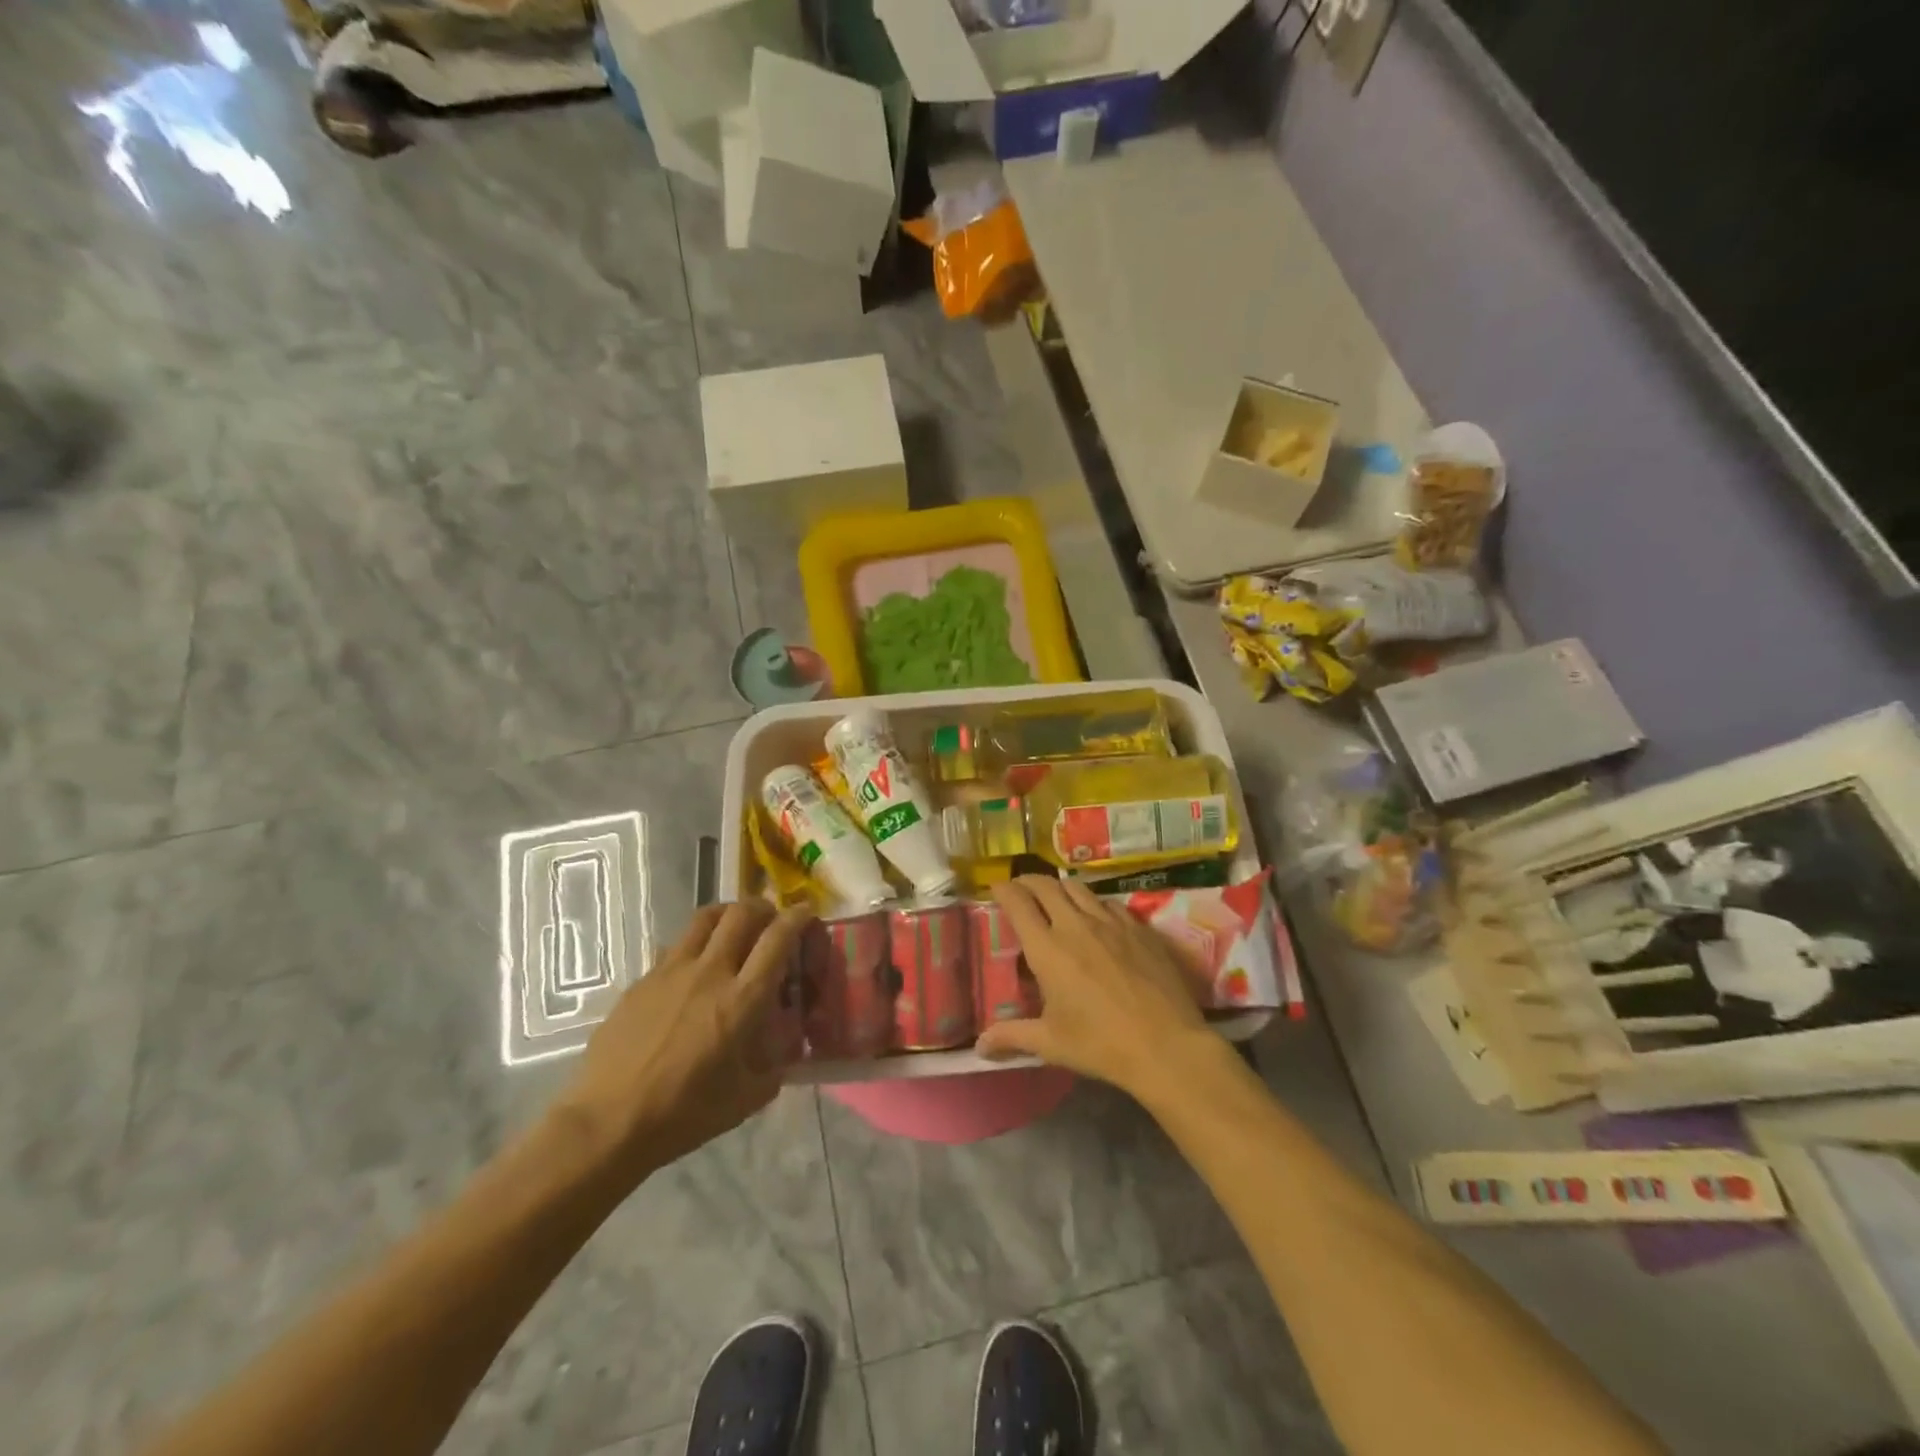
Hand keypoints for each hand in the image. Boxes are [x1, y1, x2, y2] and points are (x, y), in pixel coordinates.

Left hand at [555, 900, 812, 1185]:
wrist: (608, 1122)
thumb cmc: (685, 1113)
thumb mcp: (747, 1098)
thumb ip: (774, 1067)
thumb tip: (785, 1051)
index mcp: (743, 1000)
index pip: (778, 938)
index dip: (797, 917)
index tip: (806, 913)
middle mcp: (711, 973)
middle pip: (742, 913)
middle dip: (764, 908)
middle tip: (770, 920)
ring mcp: (672, 971)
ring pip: (706, 918)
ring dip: (728, 915)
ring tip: (734, 928)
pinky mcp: (643, 980)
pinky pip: (676, 945)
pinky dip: (696, 945)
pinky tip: (694, 970)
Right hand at [975, 875, 1219, 1097]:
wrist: (1166, 1045)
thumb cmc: (1101, 1044)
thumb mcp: (1051, 1043)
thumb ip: (1012, 1036)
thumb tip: (980, 1046)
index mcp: (1048, 949)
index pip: (1019, 903)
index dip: (1004, 890)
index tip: (997, 888)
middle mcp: (1076, 925)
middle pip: (1047, 885)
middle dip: (1029, 881)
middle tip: (1021, 888)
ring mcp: (1111, 922)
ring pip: (1079, 888)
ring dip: (1060, 888)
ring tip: (1056, 898)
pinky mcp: (1140, 927)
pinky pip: (1110, 903)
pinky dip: (1094, 903)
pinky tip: (1097, 917)